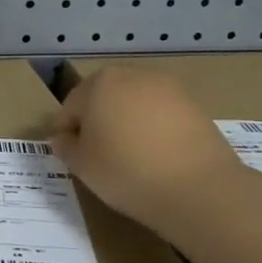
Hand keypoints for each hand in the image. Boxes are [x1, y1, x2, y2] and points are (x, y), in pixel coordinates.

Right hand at [52, 66, 240, 233]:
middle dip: (97, 122)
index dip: (66, 133)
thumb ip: (65, 146)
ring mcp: (168, 87)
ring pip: (134, 104)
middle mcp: (133, 75)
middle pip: (103, 98)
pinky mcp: (194, 104)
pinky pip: (161, 114)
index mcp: (99, 83)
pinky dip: (153, 129)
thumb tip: (64, 138)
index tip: (69, 156)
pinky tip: (156, 156)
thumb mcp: (81, 165)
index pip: (70, 107)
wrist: (197, 187)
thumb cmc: (126, 171)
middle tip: (98, 156)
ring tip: (129, 157)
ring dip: (126, 123)